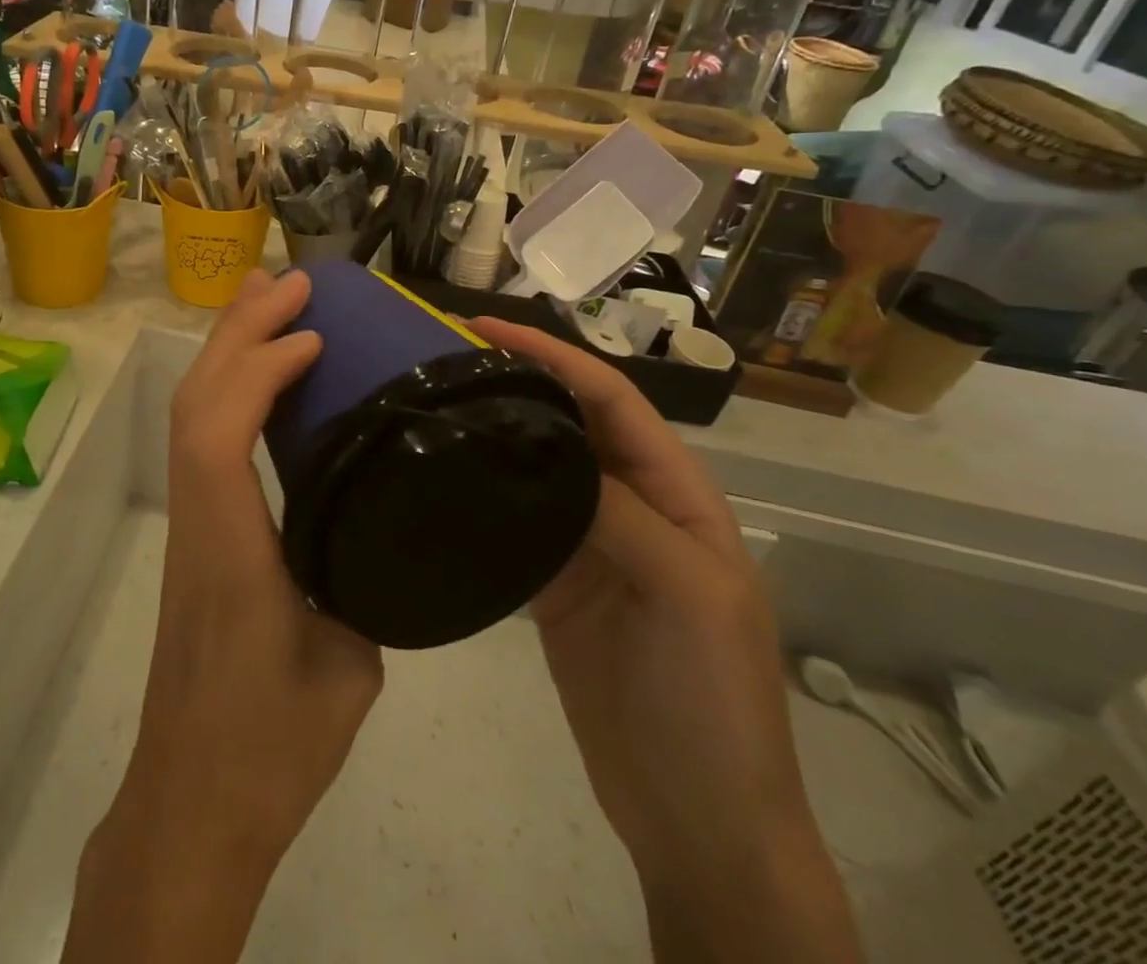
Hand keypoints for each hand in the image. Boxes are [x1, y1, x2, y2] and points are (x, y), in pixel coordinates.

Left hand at [65, 270, 382, 963]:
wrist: (193, 804)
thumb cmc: (270, 749)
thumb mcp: (344, 667)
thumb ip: (357, 577)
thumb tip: (374, 510)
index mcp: (229, 552)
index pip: (218, 437)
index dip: (257, 371)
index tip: (311, 336)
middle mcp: (198, 521)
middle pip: (196, 404)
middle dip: (238, 331)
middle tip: (289, 282)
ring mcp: (191, 523)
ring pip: (192, 414)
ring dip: (228, 348)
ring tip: (270, 300)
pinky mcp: (197, 533)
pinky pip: (204, 440)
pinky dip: (232, 388)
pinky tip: (267, 375)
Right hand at [472, 318, 860, 962]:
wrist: (696, 817)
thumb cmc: (710, 699)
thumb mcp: (687, 595)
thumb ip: (621, 514)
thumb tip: (543, 446)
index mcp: (677, 495)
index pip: (612, 401)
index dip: (554, 356)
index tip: (486, 328)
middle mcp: (632, 506)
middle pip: (570, 423)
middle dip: (518, 380)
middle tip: (445, 356)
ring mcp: (589, 545)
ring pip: (539, 466)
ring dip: (496, 429)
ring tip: (435, 399)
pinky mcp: (552, 582)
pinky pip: (517, 519)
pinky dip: (484, 490)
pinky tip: (442, 474)